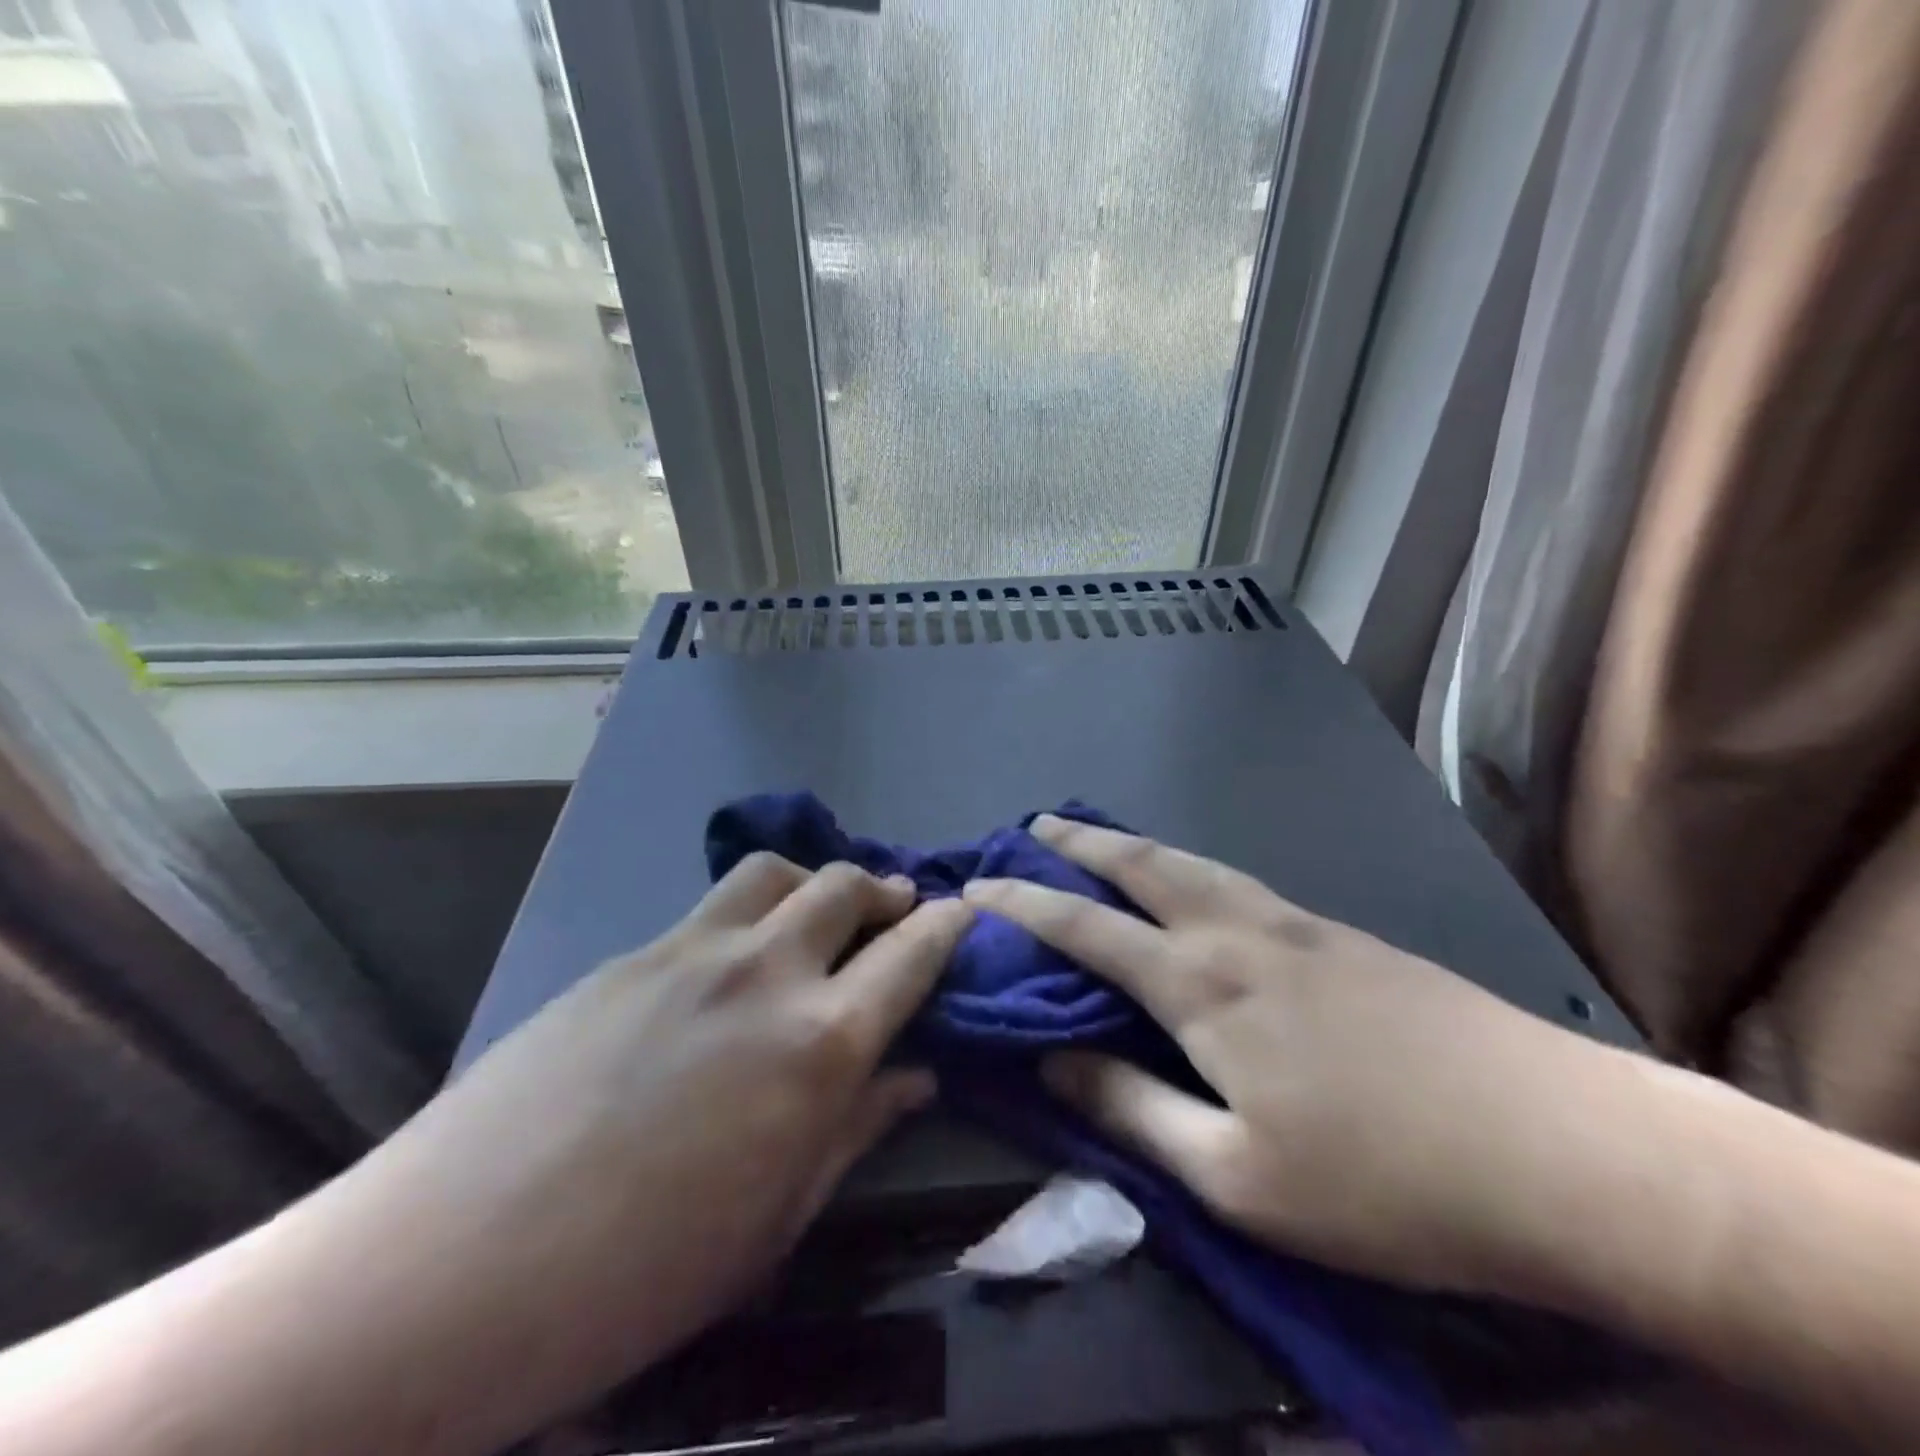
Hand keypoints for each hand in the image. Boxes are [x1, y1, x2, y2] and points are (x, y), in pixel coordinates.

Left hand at [331, 854, 973, 1450]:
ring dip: (815, 882)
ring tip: (817, 915)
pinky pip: (713, 907)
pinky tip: (731, 962)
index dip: (948, 925)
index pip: (913, 953)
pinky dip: (751, 913)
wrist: (449, 1269)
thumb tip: (918, 1073)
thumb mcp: (778, 1219)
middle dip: (886, 892)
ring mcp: (693, 949)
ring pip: (778, 873)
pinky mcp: (633, 952)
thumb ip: (859, 1126)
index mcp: (820, 1043)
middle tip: (895, 912)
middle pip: (848, 887)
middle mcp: (767, 971)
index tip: (965, 912)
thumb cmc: (641, 1276)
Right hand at [964, 816, 1627, 1297]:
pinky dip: (1189, 866)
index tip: (977, 890)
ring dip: (1135, 844)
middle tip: (1036, 824)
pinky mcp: (1342, 932)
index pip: (1087, 930)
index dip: (1025, 906)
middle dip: (1080, 844)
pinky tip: (1195, 882)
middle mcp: (1238, 933)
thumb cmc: (1386, 1183)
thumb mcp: (1238, 1177)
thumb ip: (1135, 1109)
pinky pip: (1237, 881)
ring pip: (1193, 863)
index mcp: (1203, 987)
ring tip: (1101, 837)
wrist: (1563, 1149)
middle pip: (1141, 867)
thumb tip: (1055, 1061)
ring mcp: (1296, 924)